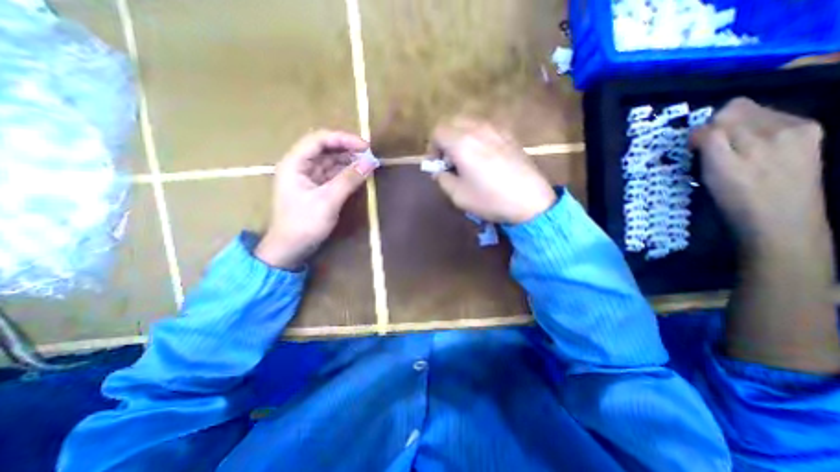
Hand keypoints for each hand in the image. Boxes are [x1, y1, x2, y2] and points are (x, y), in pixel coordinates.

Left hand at [253, 129, 375, 269]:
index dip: (343, 139)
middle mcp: (300, 166)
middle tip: (369, 154)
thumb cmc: (304, 224)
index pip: (319, 140)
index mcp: (295, 163)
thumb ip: (348, 180)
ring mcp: (307, 177)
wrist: (290, 249)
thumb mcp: (328, 201)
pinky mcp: (315, 188)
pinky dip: (345, 173)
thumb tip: (370, 162)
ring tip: (367, 163)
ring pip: (329, 161)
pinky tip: (358, 173)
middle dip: (347, 149)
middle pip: (324, 148)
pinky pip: (332, 174)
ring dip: (348, 160)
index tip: (365, 146)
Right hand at [429, 119, 555, 222]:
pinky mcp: (509, 134)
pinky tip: (484, 156)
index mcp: (461, 142)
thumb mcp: (457, 195)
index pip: (437, 132)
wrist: (529, 200)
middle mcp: (477, 128)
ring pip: (469, 122)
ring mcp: (496, 129)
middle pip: (452, 122)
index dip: (432, 148)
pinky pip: (486, 128)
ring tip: (467, 158)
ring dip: (461, 136)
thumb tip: (440, 170)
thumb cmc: (490, 199)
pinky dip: (477, 137)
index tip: (438, 165)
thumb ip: (442, 179)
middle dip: (445, 140)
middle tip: (450, 160)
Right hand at [693, 95, 827, 249]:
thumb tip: (700, 130)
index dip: (702, 130)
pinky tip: (755, 150)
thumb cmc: (738, 199)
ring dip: (737, 128)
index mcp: (757, 136)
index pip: (722, 115)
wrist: (781, 221)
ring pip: (756, 113)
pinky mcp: (811, 136)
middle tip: (713, 149)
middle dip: (720, 126)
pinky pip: (776, 120)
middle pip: (739, 109)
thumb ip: (709, 143)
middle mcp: (782, 126)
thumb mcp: (713, 173)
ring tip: (734, 151)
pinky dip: (758, 130)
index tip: (694, 148)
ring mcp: (800, 130)